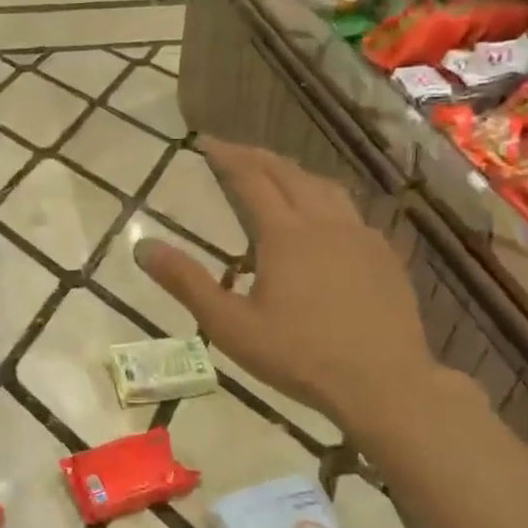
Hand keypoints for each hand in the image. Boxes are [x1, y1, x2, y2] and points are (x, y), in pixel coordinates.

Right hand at [135, 139, 435, 449]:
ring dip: (294, 174)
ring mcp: (361, 236)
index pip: (251, 179)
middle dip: (258, 158)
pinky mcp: (385, 256)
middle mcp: (325, 222)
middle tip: (235, 152)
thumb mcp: (230, 326)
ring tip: (277, 176)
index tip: (206, 143)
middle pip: (289, 174)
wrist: (385, 384)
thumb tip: (143, 246)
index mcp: (285, 234)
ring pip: (325, 188)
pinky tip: (324, 222)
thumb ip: (186, 283)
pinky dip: (325, 200)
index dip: (227, 157)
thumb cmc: (299, 356)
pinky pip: (350, 212)